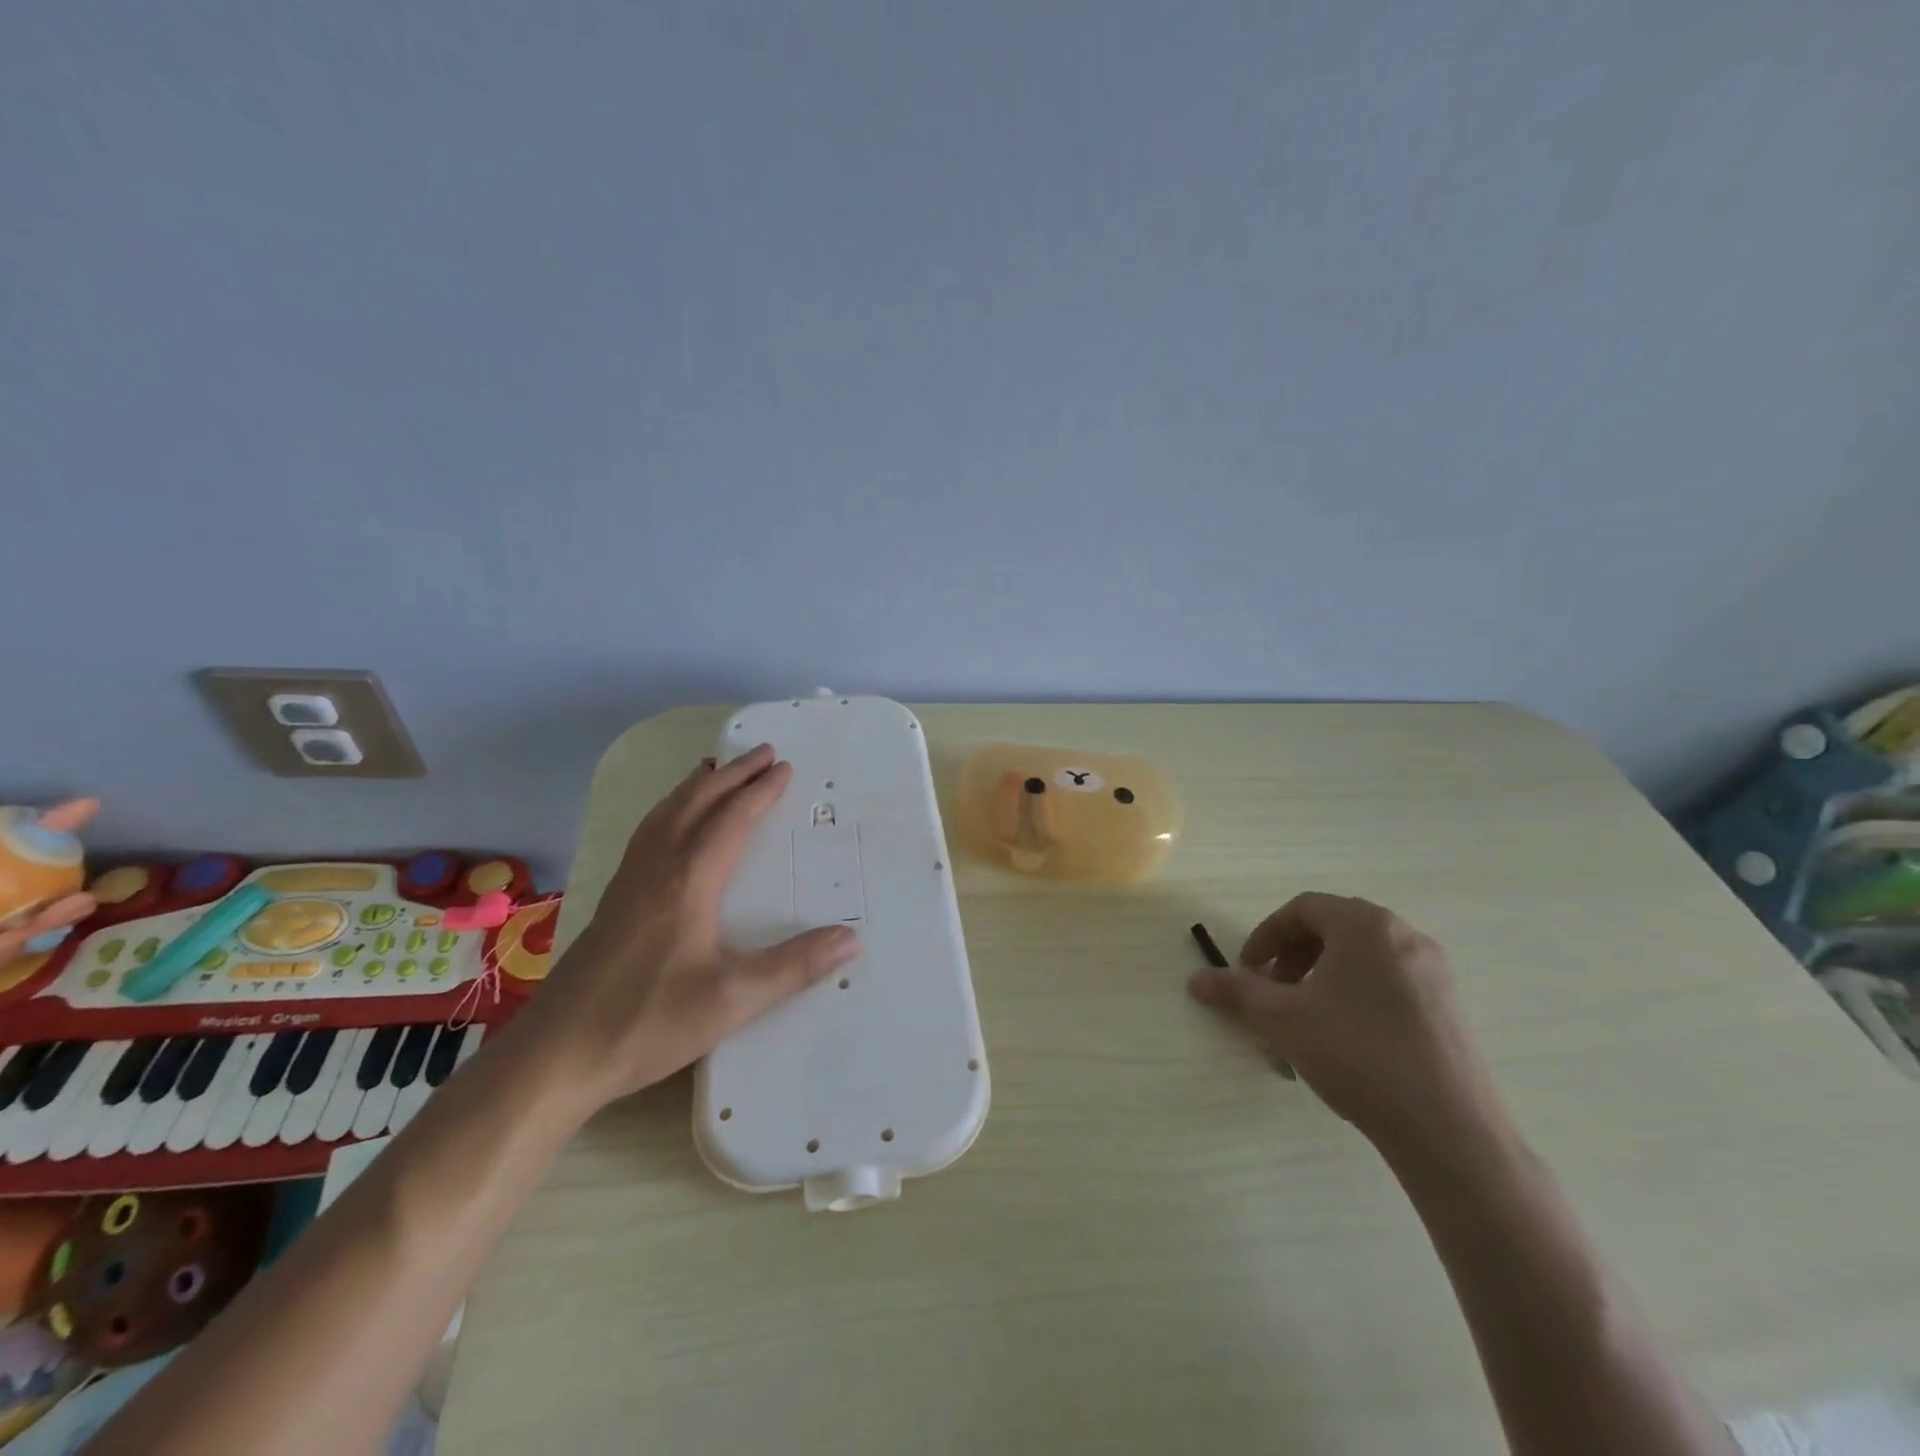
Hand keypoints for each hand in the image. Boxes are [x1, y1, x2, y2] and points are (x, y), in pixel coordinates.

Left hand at [518, 745, 859, 1113]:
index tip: (785, 767)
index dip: (760, 792)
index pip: (731, 821)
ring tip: (714, 769)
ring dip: (695, 787)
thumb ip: (794, 967)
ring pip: (665, 815)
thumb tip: (851, 937)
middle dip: (732, 776)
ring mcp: (628, 883)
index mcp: (688, 881)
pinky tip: (670, 825)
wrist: (556, 1055)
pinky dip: (670, 810)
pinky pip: (648, 834)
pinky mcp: (613, 902)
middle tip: (761, 753)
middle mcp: (656, 869)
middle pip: (696, 805)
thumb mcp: (733, 1000)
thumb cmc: (648, 1022)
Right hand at [1187, 893, 1504, 1156]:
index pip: (1303, 909)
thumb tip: (1195, 980)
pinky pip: (1388, 982)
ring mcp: (1434, 971)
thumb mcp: (1282, 1020)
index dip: (1266, 936)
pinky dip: (1355, 995)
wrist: (1448, 1130)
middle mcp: (1404, 935)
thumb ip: (1236, 992)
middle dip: (1292, 958)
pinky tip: (1346, 1041)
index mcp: (1366, 925)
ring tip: (1306, 1021)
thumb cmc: (1357, 1055)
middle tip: (1274, 994)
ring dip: (1321, 978)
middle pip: (1333, 930)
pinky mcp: (1450, 1007)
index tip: (1248, 971)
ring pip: (1360, 958)